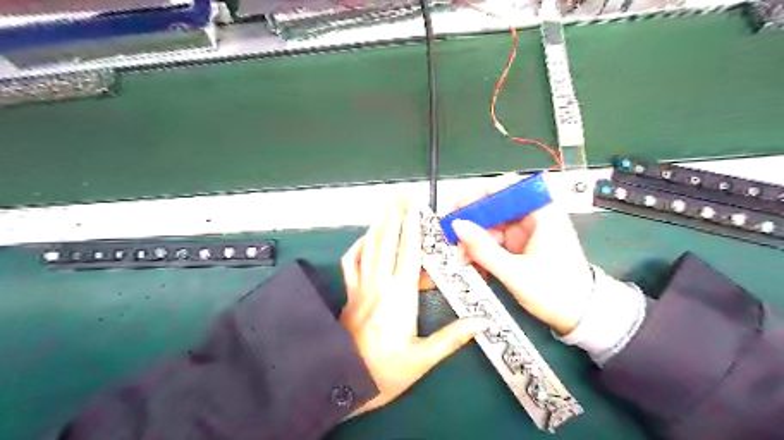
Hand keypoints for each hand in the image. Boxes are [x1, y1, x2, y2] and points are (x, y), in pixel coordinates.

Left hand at [341, 201, 488, 417]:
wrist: (343, 382)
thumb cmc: (385, 372)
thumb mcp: (423, 359)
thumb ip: (453, 337)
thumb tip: (483, 322)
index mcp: (400, 296)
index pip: (408, 252)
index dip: (413, 227)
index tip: (416, 207)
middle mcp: (379, 284)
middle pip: (387, 241)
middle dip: (395, 215)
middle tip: (402, 195)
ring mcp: (361, 286)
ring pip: (369, 247)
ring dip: (379, 224)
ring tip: (387, 206)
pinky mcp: (349, 293)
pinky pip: (351, 262)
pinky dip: (358, 246)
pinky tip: (365, 239)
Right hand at [444, 173, 591, 332]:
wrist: (580, 317)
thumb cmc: (557, 292)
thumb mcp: (515, 273)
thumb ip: (484, 249)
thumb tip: (458, 226)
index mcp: (542, 214)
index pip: (509, 187)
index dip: (481, 192)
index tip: (459, 205)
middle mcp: (532, 217)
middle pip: (495, 206)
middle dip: (472, 220)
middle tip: (452, 234)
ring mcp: (525, 232)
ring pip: (491, 224)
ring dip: (473, 239)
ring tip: (461, 255)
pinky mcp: (519, 245)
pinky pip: (494, 240)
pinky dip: (481, 250)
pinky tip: (473, 263)